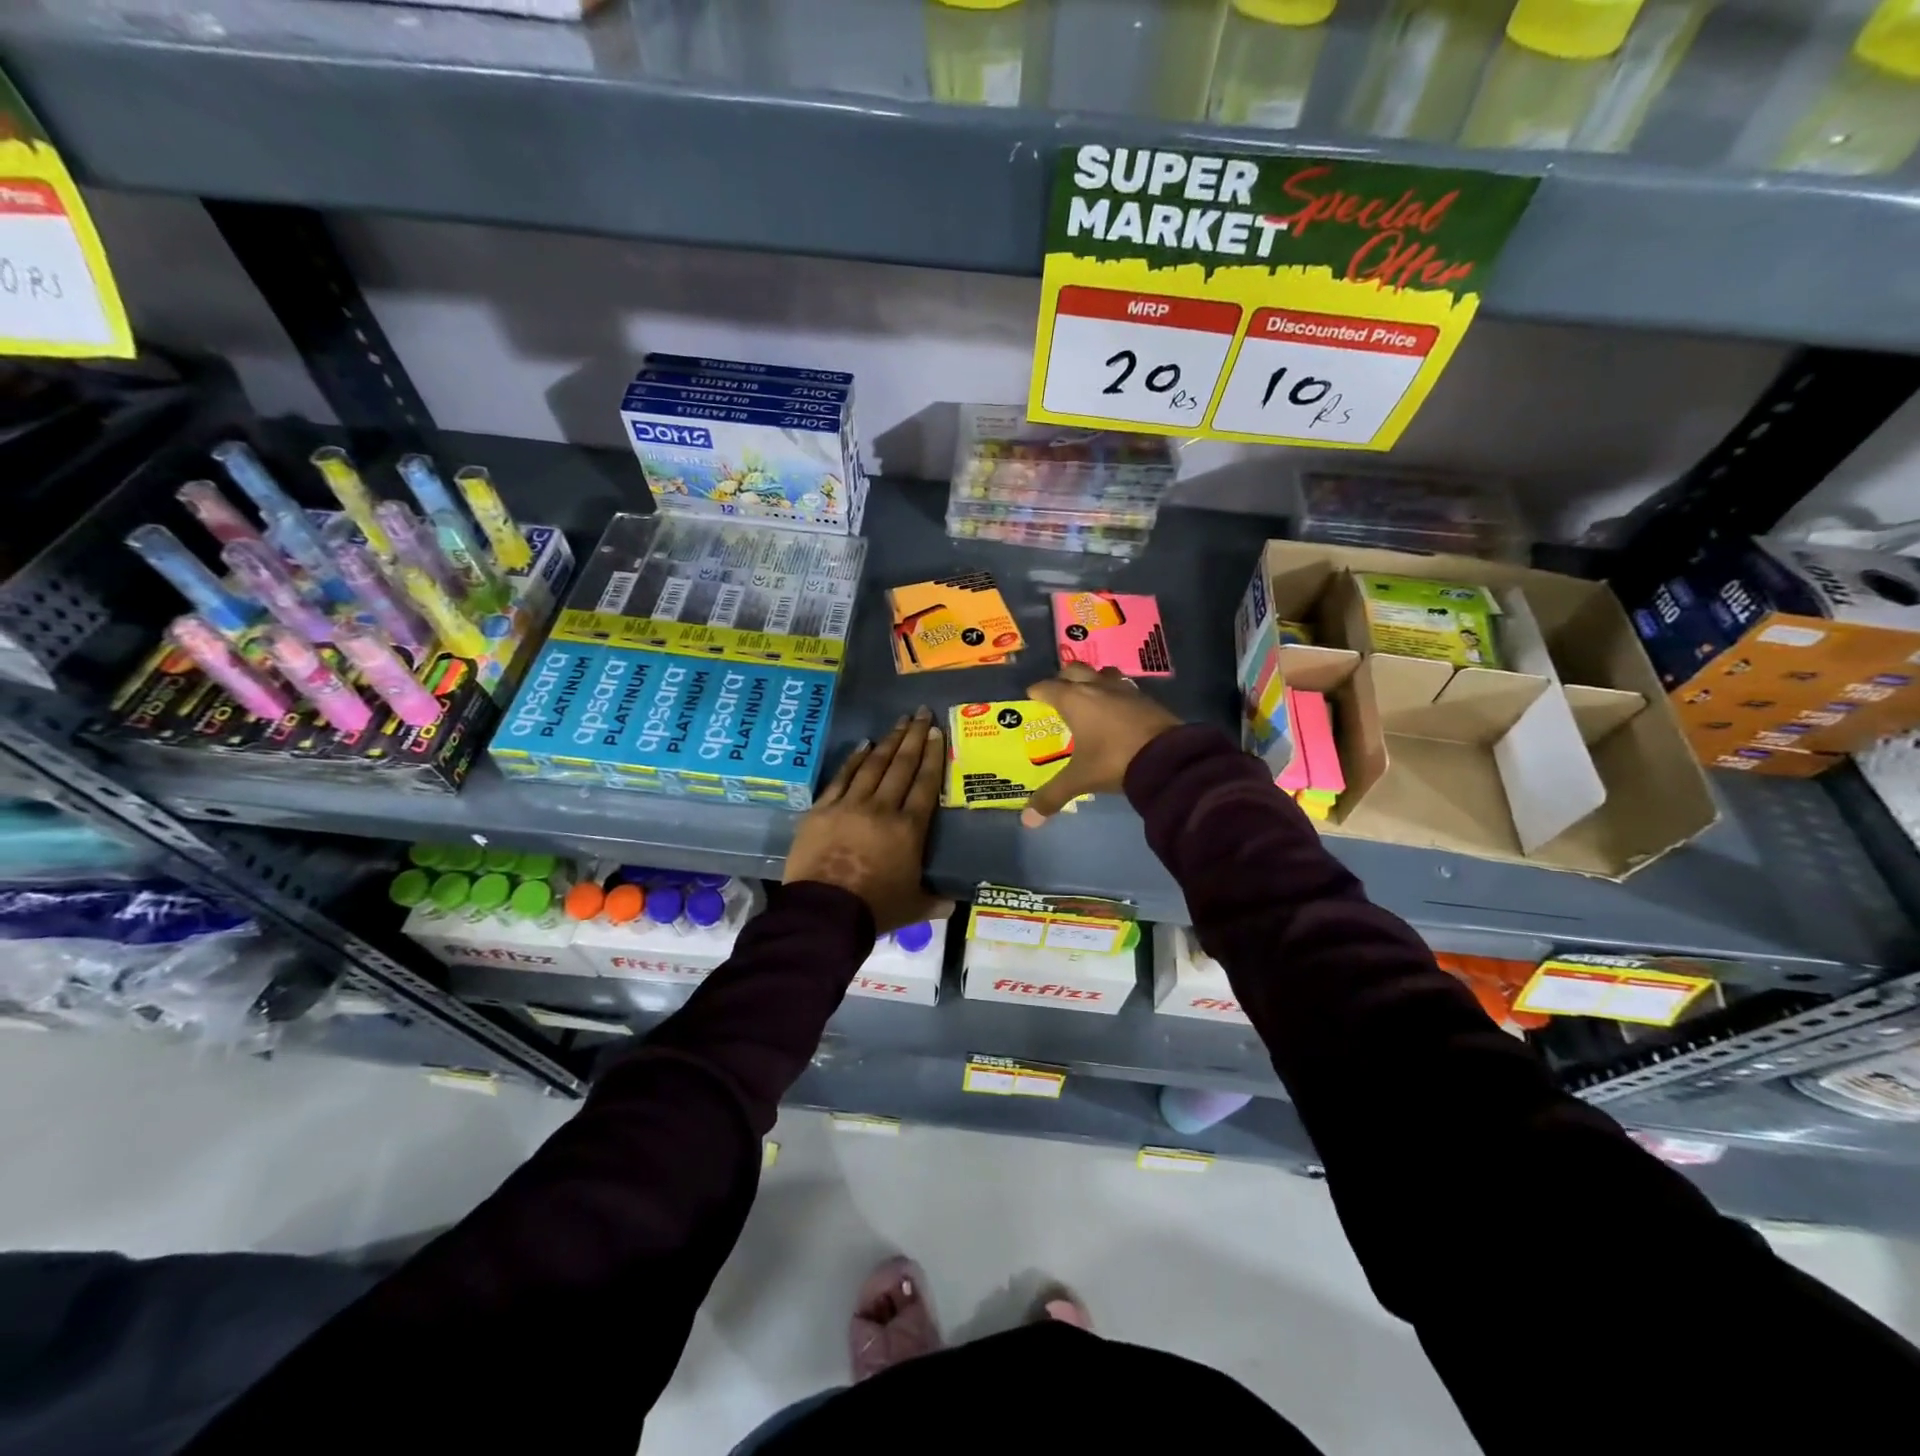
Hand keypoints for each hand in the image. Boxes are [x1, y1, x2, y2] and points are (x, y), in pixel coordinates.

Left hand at [786, 707, 950, 932]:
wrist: (825, 913)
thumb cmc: (875, 909)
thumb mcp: (914, 907)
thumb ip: (935, 901)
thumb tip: (954, 904)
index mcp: (909, 829)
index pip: (925, 784)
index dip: (933, 756)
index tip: (937, 732)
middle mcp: (882, 808)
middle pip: (901, 766)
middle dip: (913, 737)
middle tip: (922, 713)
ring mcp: (850, 805)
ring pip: (873, 766)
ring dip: (888, 741)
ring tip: (899, 722)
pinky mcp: (822, 810)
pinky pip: (842, 778)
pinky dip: (854, 760)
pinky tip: (863, 745)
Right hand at [1022, 664, 1182, 827]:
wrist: (1168, 758)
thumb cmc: (1114, 760)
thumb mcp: (1080, 779)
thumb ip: (1052, 796)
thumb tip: (1028, 821)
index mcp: (1075, 700)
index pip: (1048, 687)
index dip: (1037, 692)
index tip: (1032, 697)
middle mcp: (1097, 687)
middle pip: (1075, 670)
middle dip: (1064, 678)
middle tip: (1059, 694)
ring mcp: (1125, 690)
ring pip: (1103, 673)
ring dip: (1093, 679)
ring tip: (1090, 695)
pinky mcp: (1147, 698)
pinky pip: (1125, 687)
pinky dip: (1116, 693)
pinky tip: (1117, 709)